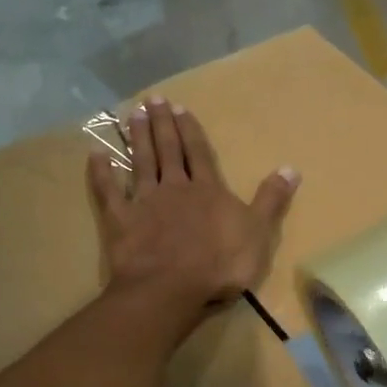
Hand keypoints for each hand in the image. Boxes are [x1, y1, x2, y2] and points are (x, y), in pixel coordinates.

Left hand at [86, 96, 299, 332]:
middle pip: (168, 150)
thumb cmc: (220, 264)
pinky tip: (95, 154)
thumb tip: (291, 168)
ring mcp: (145, 202)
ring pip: (141, 163)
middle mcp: (175, 188)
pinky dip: (101, 173)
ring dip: (138, 138)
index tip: (180, 108)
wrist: (172, 287)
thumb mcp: (258, 232)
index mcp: (208, 190)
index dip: (190, 131)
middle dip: (162, 125)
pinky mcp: (121, 220)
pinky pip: (109, 191)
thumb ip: (271, 200)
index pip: (199, 154)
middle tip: (153, 100)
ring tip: (134, 115)